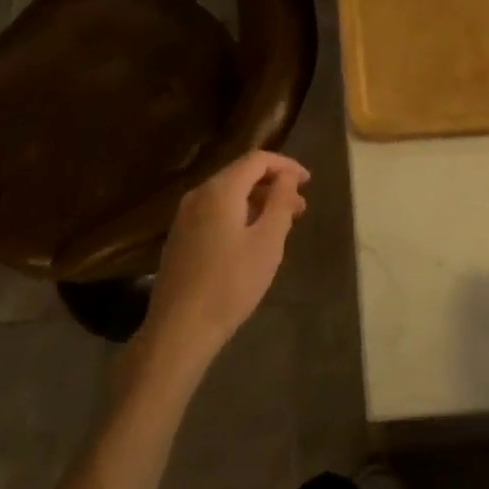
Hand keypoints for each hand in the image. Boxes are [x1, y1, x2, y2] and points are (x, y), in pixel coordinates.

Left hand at [138, 151, 310, 371]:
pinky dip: (239, 214)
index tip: (308, 182)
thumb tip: (288, 176)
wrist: (179, 329)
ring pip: (228, 194)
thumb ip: (281, 202)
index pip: (257, 159)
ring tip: (282, 224)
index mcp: (220, 189)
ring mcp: (185, 216)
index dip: (286, 165)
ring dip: (258, 201)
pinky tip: (252, 239)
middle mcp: (199, 194)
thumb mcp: (268, 242)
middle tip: (300, 207)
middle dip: (273, 184)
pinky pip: (215, 211)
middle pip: (241, 174)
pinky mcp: (180, 237)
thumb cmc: (231, 284)